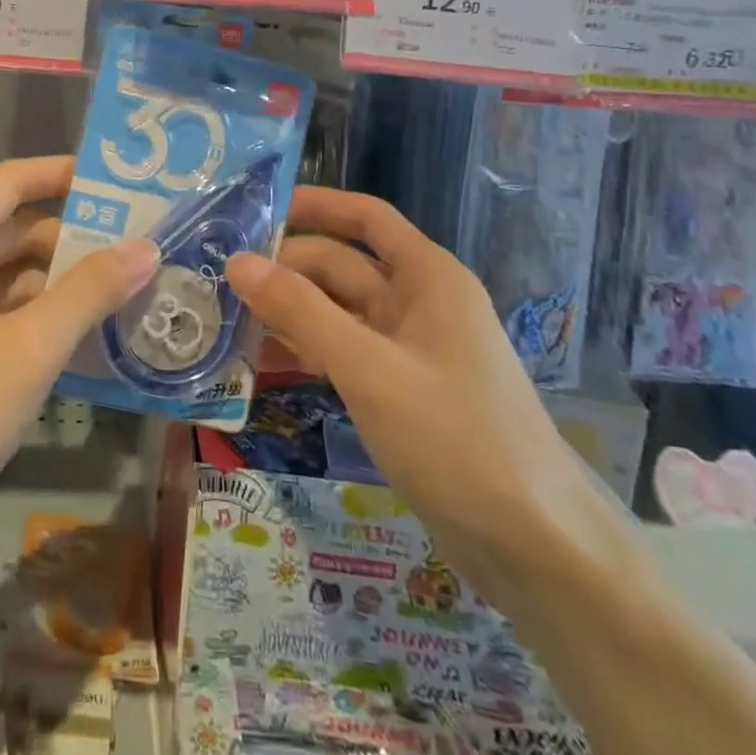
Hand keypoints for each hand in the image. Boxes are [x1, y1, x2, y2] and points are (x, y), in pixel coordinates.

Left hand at [0, 156, 157, 547]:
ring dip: (54, 278)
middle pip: (12, 225)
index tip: (118, 186)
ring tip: (116, 294)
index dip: (64, 173)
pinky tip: (70, 339)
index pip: (13, 180)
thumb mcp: (29, 351)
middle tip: (133, 249)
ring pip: (2, 270)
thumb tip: (145, 246)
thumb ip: (89, 292)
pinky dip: (30, 311)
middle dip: (71, 234)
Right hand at [225, 187, 625, 608]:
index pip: (365, 218)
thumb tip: (238, 261)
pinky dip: (308, 350)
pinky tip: (263, 361)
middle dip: (287, 268)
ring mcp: (410, 349)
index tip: (257, 211)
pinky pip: (345, 352)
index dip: (315, 206)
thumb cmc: (456, 437)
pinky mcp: (401, 391)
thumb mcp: (369, 368)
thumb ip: (301, 312)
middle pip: (342, 266)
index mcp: (427, 276)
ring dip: (291, 311)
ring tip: (228, 316)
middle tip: (220, 278)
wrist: (535, 547)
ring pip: (339, 312)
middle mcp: (419, 302)